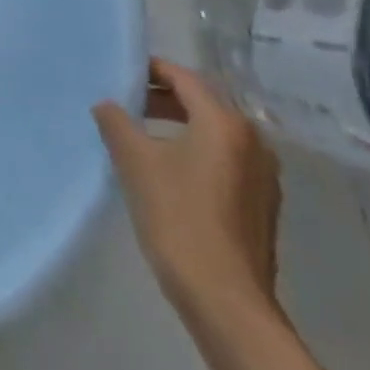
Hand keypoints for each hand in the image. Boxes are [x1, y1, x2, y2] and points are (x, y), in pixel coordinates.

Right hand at [93, 59, 281, 323]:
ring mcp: (262, 173)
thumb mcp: (136, 164)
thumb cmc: (178, 219)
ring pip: (216, 132)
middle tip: (127, 101)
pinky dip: (198, 150)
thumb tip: (107, 104)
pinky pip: (226, 159)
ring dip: (181, 124)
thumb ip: (117, 124)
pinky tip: (172, 170)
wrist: (225, 299)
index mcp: (224, 122)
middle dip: (164, 96)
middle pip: (204, 102)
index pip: (184, 78)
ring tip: (143, 134)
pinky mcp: (262, 202)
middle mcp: (252, 139)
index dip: (151, 70)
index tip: (122, 72)